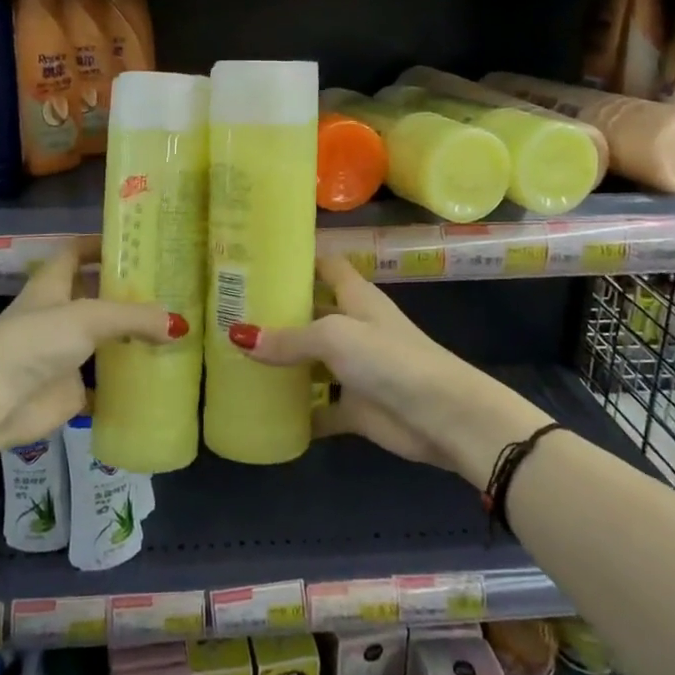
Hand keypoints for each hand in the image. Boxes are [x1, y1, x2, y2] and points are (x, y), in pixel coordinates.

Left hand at [0, 237, 182, 453]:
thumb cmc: (36, 341)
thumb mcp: (89, 317)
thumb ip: (134, 317)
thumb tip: (180, 324)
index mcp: (52, 285)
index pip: (76, 252)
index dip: (100, 244)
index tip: (136, 244)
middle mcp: (57, 315)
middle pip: (95, 296)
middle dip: (127, 294)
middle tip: (170, 290)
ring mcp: (63, 354)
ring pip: (103, 340)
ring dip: (131, 338)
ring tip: (174, 331)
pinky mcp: (69, 390)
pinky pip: (104, 383)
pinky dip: (126, 382)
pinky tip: (158, 377)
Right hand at [230, 256, 547, 487]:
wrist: (443, 416)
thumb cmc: (390, 359)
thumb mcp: (335, 337)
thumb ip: (289, 338)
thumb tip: (239, 336)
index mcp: (356, 298)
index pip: (327, 266)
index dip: (299, 260)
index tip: (259, 258)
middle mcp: (355, 328)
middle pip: (313, 313)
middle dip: (278, 314)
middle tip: (231, 312)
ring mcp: (356, 369)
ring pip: (312, 362)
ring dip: (283, 363)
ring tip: (236, 358)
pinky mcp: (357, 408)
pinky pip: (320, 408)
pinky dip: (299, 412)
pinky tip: (265, 412)